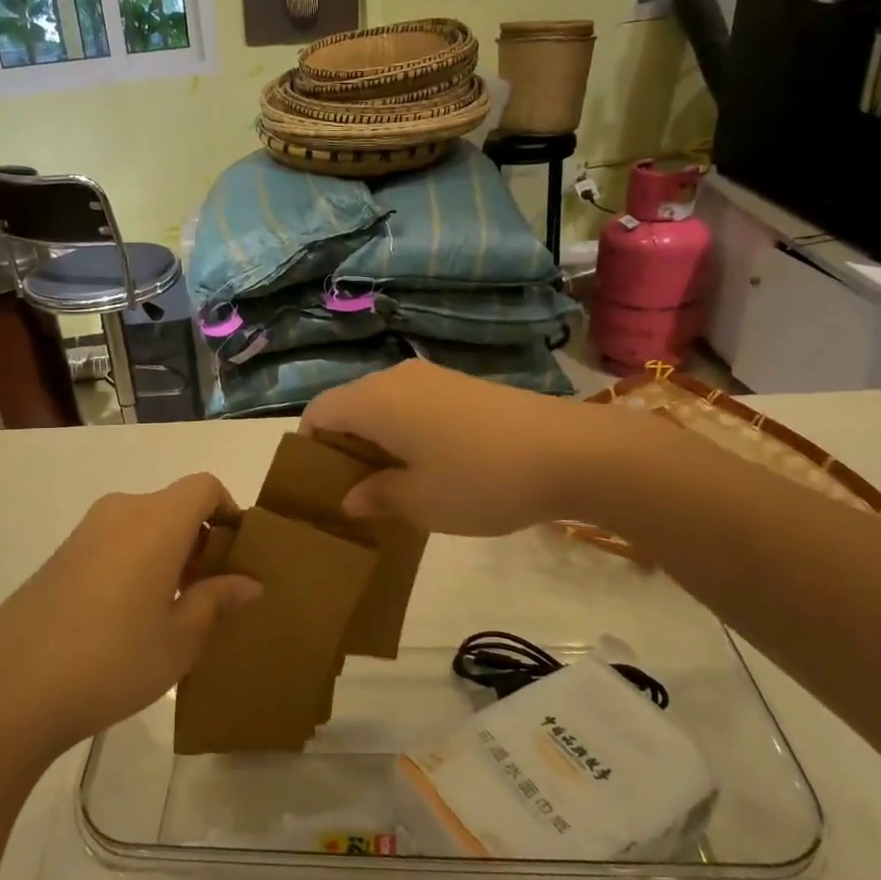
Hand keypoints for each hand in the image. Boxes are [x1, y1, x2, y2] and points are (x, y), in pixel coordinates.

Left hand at [0, 475, 261, 758]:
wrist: (8, 689)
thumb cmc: (112, 659)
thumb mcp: (179, 639)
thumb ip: (216, 601)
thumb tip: (248, 583)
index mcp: (157, 521)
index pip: (204, 487)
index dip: (229, 510)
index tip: (238, 554)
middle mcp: (121, 512)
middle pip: (174, 505)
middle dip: (201, 539)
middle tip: (212, 592)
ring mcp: (85, 532)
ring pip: (144, 525)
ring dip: (168, 553)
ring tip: (174, 610)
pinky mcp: (60, 555)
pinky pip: (115, 542)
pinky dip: (137, 562)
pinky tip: (130, 617)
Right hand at [300, 360, 648, 535]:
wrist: (571, 451)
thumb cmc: (480, 479)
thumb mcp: (421, 502)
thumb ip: (377, 497)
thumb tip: (351, 498)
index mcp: (375, 401)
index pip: (318, 413)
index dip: (309, 448)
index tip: (321, 486)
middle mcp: (396, 378)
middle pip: (350, 406)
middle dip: (344, 447)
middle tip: (356, 493)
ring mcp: (433, 378)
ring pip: (383, 405)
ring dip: (378, 441)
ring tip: (394, 484)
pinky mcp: (463, 385)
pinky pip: (414, 405)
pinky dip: (407, 432)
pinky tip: (432, 466)